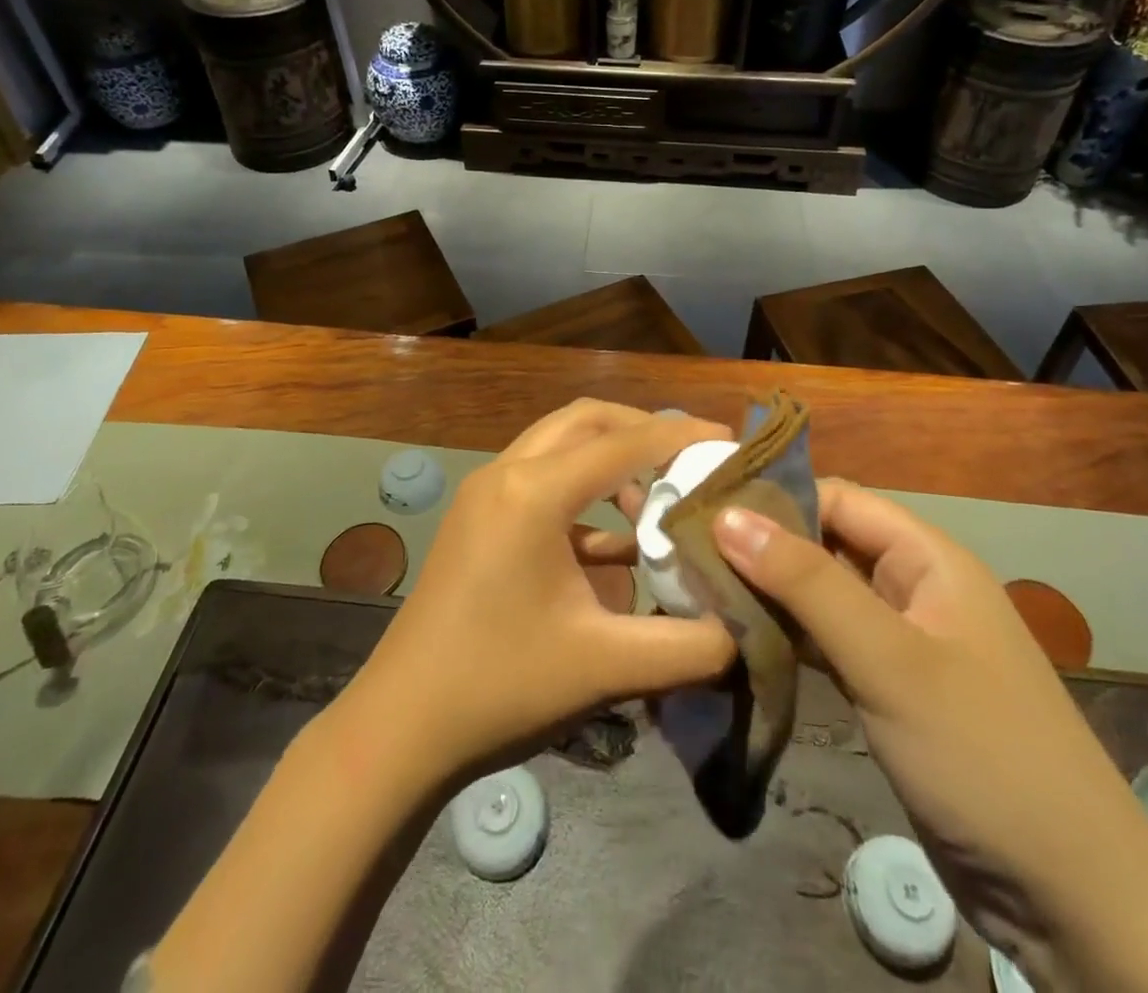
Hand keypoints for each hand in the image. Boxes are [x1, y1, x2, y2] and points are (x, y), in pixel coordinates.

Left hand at [346, 400, 737, 787]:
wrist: (401, 727)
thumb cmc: (501, 687)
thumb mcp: (606, 666)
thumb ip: (688, 646)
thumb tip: (746, 630)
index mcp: (533, 492)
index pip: (623, 442)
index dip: (680, 435)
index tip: (728, 441)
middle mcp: (506, 473)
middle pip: (586, 420)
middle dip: (642, 431)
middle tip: (690, 459)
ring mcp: (485, 491)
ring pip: (560, 443)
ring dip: (609, 459)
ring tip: (655, 502)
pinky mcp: (477, 516)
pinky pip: (539, 477)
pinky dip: (582, 490)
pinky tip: (611, 543)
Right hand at [713, 483, 1147, 987]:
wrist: (1074, 902)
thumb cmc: (983, 755)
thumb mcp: (889, 660)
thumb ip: (806, 584)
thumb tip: (727, 514)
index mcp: (927, 557)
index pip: (836, 498)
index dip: (773, 496)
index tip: (702, 506)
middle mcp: (914, 586)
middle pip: (824, 544)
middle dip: (761, 546)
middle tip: (685, 552)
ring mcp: (901, 641)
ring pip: (820, 595)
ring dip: (767, 593)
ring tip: (696, 590)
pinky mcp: (888, 688)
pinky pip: (827, 643)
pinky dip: (786, 638)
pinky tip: (737, 640)